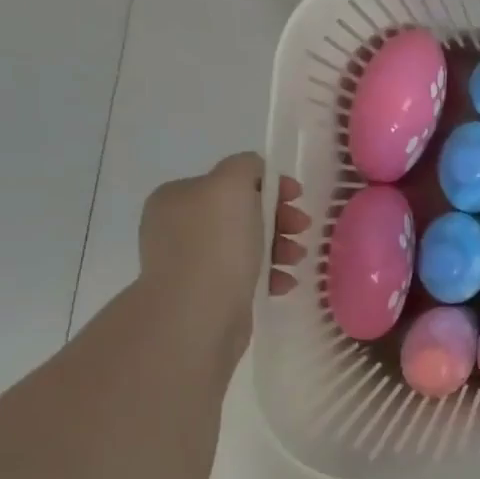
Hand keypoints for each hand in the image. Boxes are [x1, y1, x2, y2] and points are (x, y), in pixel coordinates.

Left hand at [138, 154, 309, 342]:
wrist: (197, 312)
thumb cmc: (216, 244)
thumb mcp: (231, 185)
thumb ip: (244, 166)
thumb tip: (255, 171)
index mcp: (177, 197)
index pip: (230, 180)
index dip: (269, 184)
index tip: (298, 197)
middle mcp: (178, 227)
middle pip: (243, 213)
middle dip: (280, 219)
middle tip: (302, 228)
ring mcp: (191, 263)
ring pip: (249, 245)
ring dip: (280, 247)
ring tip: (296, 259)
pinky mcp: (207, 294)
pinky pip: (247, 276)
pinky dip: (270, 275)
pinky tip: (283, 283)